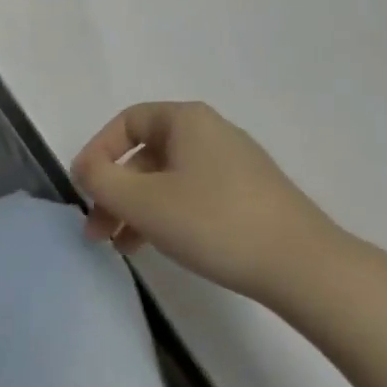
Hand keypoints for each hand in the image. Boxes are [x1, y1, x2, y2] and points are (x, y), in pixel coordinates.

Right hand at [71, 102, 343, 308]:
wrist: (304, 266)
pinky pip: (193, 195)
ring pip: (168, 178)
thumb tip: (86, 167)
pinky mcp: (250, 195)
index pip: (126, 122)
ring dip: (137, 208)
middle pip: (146, 154)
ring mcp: (234, 164)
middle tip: (96, 230)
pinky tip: (157, 247)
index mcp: (186, 120)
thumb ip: (102, 180)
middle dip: (115, 191)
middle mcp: (210, 132)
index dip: (97, 152)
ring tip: (120, 247)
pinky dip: (167, 215)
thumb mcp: (144, 201)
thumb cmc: (214, 222)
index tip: (82, 189)